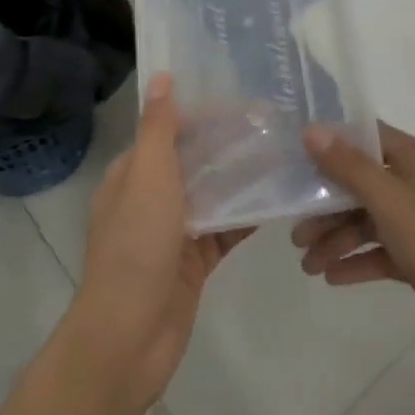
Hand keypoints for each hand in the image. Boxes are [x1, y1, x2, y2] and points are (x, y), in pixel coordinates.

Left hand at [75, 74, 251, 412]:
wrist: (129, 337)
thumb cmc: (136, 247)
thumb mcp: (147, 177)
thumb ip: (158, 128)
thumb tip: (161, 77)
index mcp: (131, 176)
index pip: (169, 132)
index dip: (204, 116)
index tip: (245, 103)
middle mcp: (150, 200)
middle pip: (194, 162)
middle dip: (229, 145)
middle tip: (276, 126)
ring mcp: (173, 234)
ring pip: (212, 196)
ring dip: (242, 179)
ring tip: (285, 156)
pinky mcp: (193, 263)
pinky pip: (224, 231)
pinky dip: (247, 217)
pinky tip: (279, 200)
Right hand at [293, 123, 414, 389]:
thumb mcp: (393, 204)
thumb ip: (350, 167)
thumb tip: (312, 129)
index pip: (366, 136)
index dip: (330, 144)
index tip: (292, 159)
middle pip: (363, 183)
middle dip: (327, 205)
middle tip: (294, 233)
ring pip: (371, 221)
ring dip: (338, 238)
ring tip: (306, 265)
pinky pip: (384, 252)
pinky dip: (359, 261)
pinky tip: (333, 278)